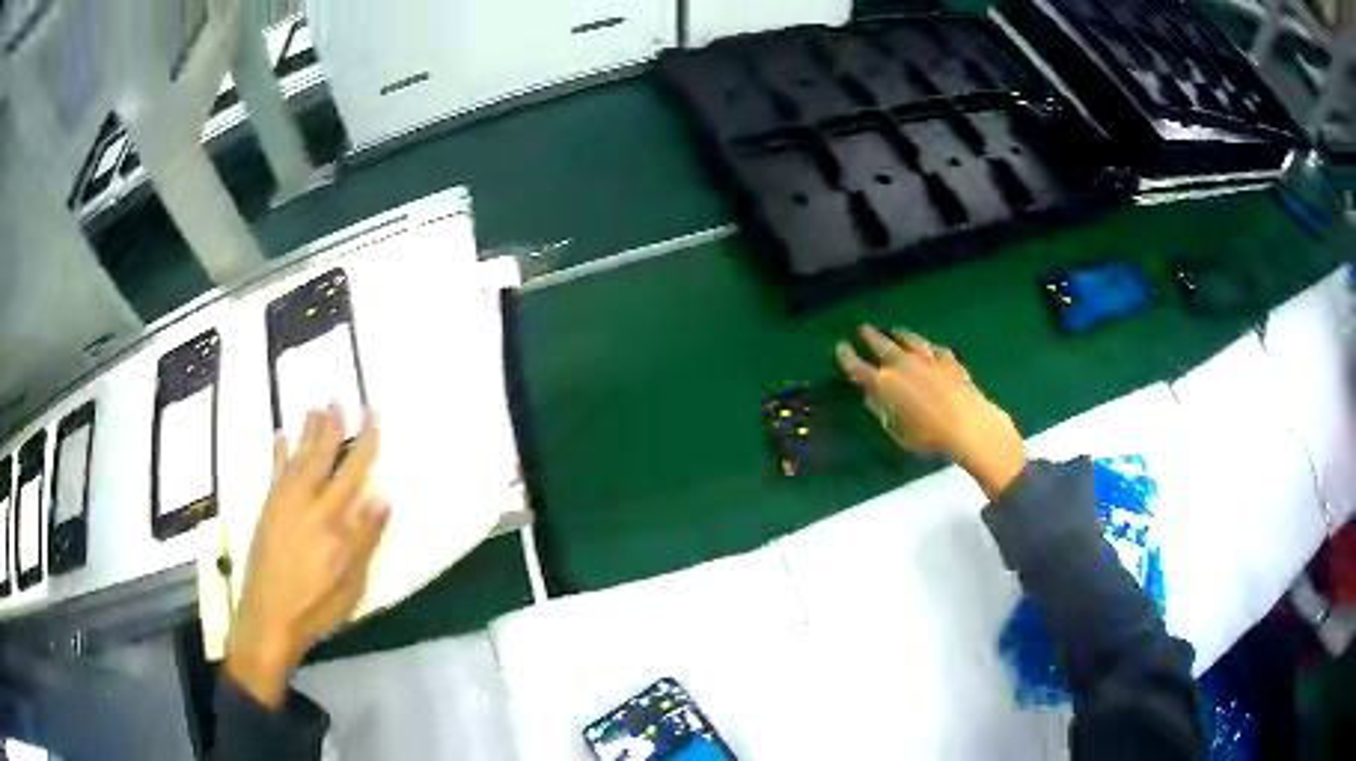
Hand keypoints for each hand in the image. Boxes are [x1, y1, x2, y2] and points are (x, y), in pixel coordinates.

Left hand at [225, 404, 389, 708]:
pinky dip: (278, 452)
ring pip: (298, 456)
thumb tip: (383, 497)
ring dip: (307, 431)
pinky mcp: (267, 510)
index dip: (365, 438)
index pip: (353, 468)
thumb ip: (365, 539)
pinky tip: (280, 436)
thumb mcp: (351, 582)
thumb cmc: (316, 605)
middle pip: (321, 453)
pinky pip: (273, 471)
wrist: (268, 617)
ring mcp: (282, 502)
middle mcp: (306, 500)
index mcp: (331, 517)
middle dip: (332, 424)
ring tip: (314, 407)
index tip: (372, 412)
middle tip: (338, 397)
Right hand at [836, 325, 1025, 499]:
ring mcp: (927, 359)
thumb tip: (869, 396)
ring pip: (909, 340)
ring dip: (899, 334)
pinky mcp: (949, 361)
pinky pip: (935, 350)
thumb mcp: (897, 431)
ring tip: (894, 330)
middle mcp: (903, 365)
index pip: (858, 366)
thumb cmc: (928, 435)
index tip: (840, 347)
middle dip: (870, 336)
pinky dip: (929, 348)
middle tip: (862, 328)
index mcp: (885, 384)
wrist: (967, 423)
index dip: (846, 356)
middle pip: (882, 345)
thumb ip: (881, 411)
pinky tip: (930, 349)